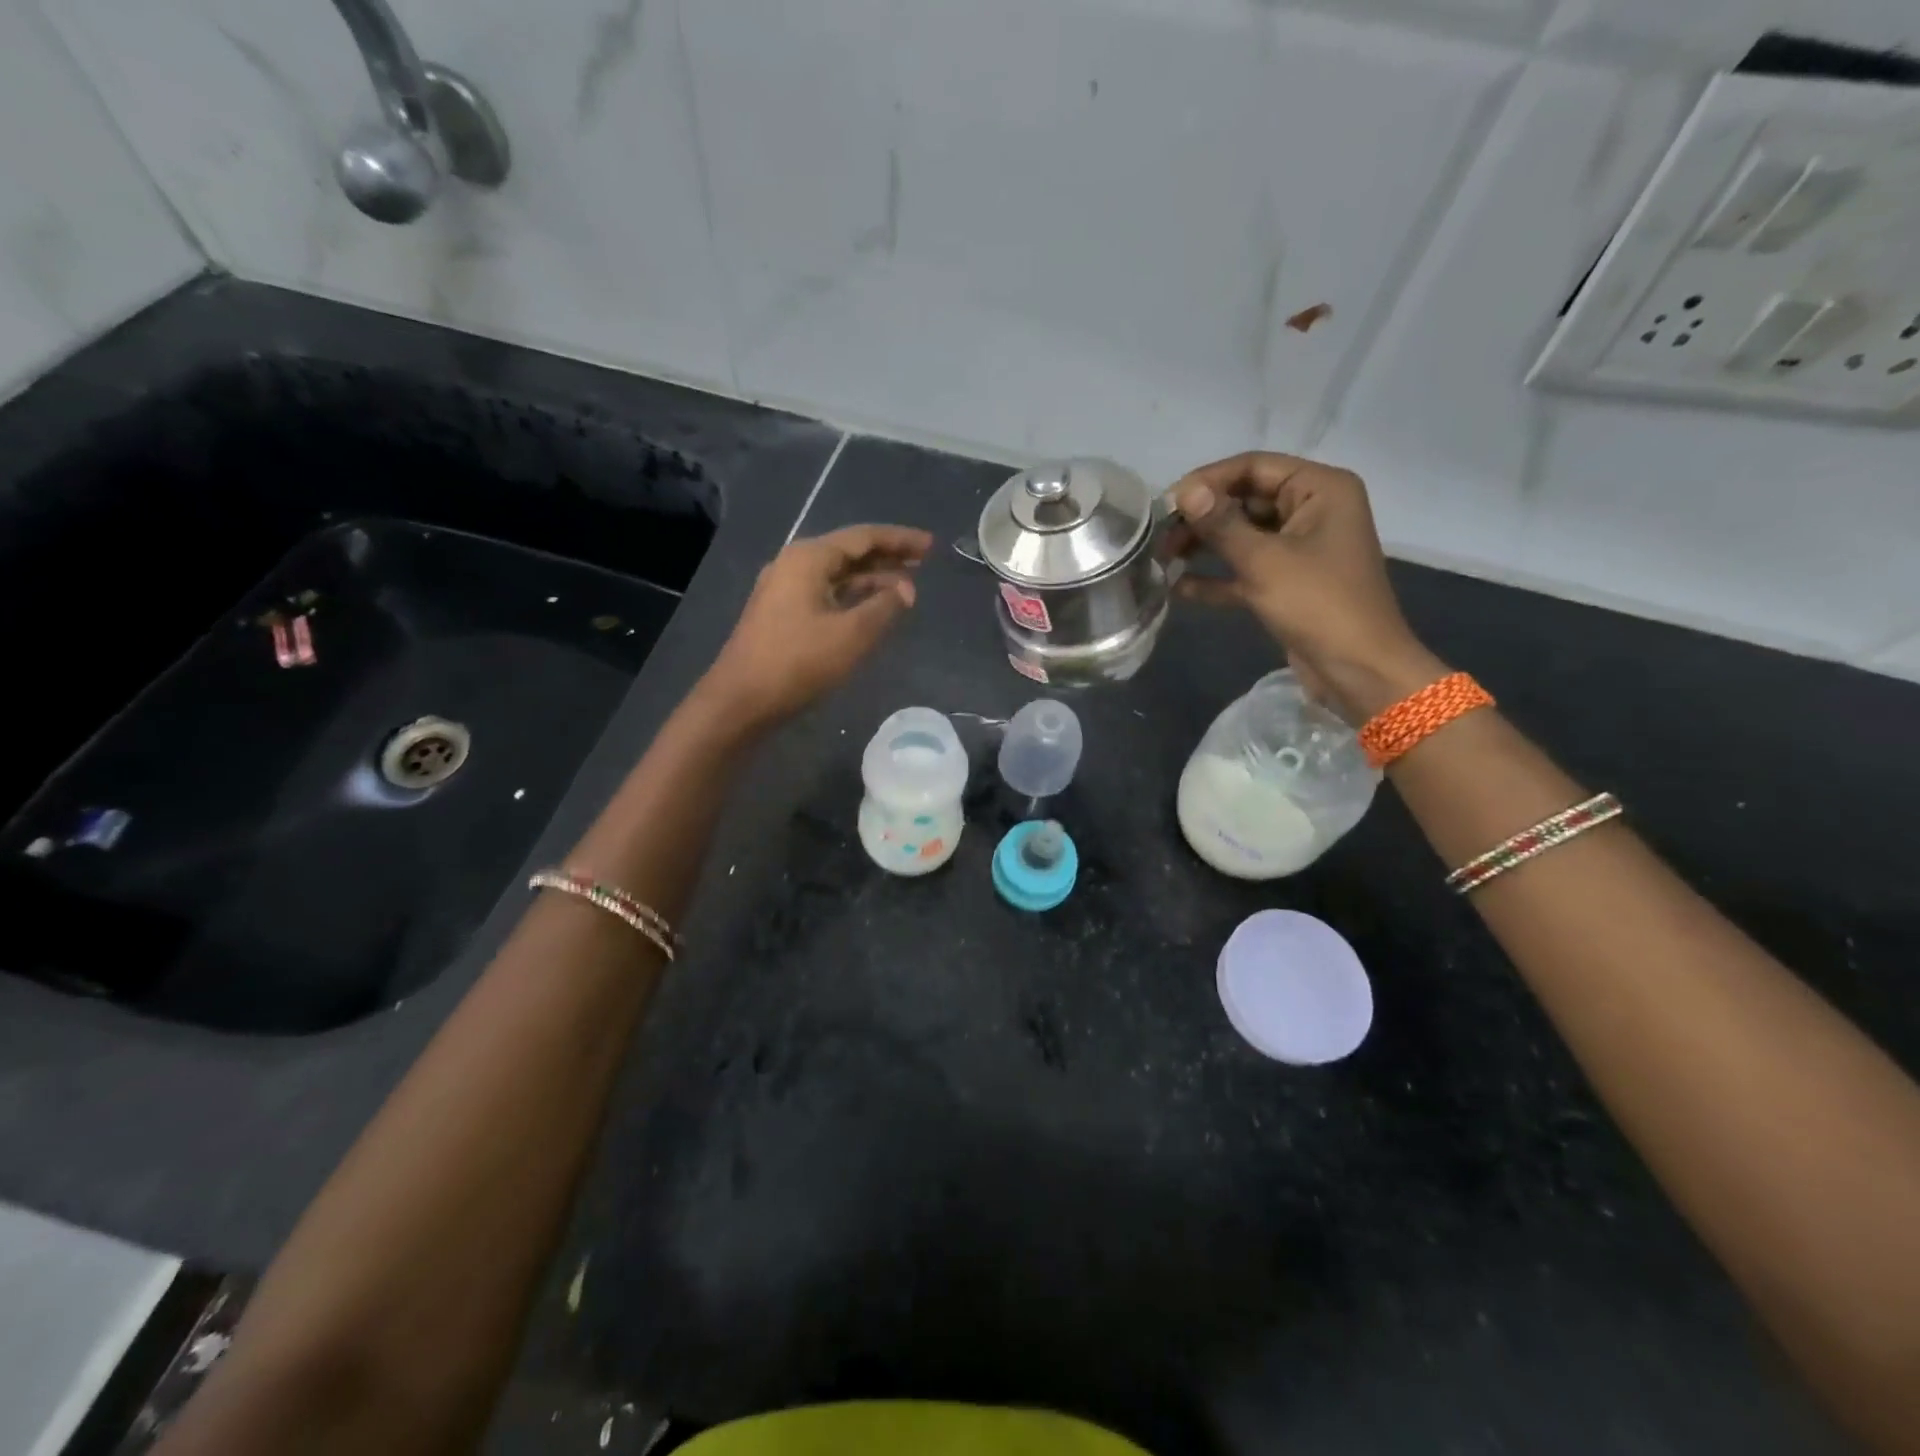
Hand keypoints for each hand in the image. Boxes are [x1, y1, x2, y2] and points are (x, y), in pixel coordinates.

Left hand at [700, 523, 932, 727]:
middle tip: (923, 563)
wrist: (741, 700)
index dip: (900, 540)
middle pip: (849, 552)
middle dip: (887, 558)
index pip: (863, 537)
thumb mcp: (851, 635)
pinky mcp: (782, 614)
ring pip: (838, 575)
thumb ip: (884, 607)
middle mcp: (794, 564)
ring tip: (906, 589)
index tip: (930, 546)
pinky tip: (872, 610)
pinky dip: (853, 597)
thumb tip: (907, 590)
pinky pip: (826, 594)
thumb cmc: (798, 662)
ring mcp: (785, 590)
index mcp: (809, 558)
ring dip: (872, 580)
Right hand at [1167, 452, 1445, 720]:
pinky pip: (1246, 571)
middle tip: (1160, 536)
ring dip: (1204, 546)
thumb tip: (1184, 491)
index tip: (1167, 504)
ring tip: (1163, 559)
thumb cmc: (1318, 604)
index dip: (1208, 481)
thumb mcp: (1264, 561)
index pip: (1254, 467)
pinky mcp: (1287, 584)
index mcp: (1320, 489)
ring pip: (1243, 537)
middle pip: (1245, 501)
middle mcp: (1312, 511)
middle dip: (1202, 518)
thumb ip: (1221, 524)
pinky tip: (1179, 588)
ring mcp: (1300, 550)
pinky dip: (1217, 578)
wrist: (1358, 670)